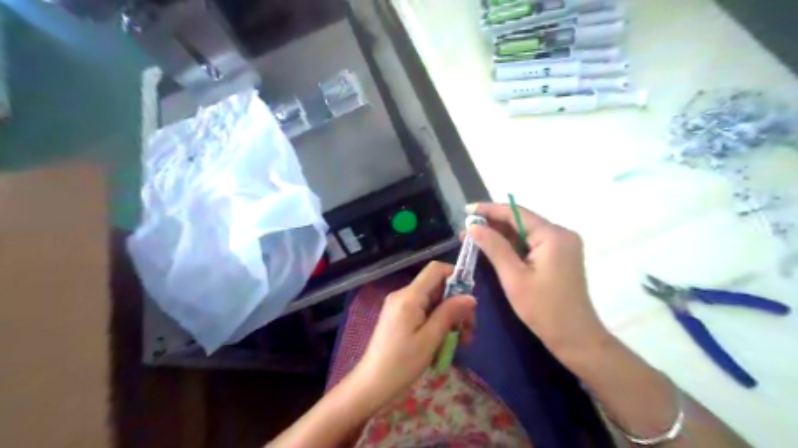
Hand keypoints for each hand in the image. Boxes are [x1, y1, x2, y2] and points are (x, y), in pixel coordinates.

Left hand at [353, 261, 471, 404]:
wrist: (372, 384)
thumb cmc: (402, 363)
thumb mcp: (430, 339)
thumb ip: (449, 314)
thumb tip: (470, 297)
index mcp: (409, 296)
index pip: (436, 269)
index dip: (456, 276)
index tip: (469, 298)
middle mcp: (403, 295)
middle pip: (436, 287)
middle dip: (456, 304)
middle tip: (470, 328)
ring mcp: (400, 306)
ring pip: (432, 302)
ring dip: (449, 317)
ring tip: (463, 341)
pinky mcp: (399, 318)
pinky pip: (423, 312)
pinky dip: (437, 323)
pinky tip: (447, 342)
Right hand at [466, 204, 608, 359]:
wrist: (576, 338)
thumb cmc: (543, 309)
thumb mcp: (513, 277)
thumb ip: (494, 247)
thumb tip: (474, 226)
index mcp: (553, 235)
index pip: (516, 213)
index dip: (489, 210)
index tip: (467, 211)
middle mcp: (561, 234)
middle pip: (521, 221)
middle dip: (493, 224)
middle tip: (466, 231)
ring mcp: (562, 245)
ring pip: (525, 233)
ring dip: (501, 236)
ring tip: (474, 239)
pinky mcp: (560, 257)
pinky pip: (532, 244)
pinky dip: (512, 246)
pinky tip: (494, 249)